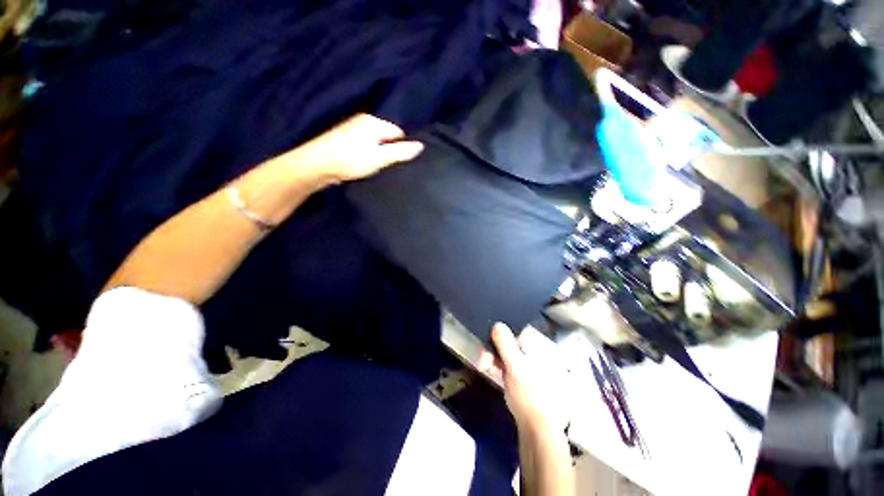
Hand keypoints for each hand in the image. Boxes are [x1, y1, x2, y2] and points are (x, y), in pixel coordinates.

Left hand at [292, 113, 423, 182]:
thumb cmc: (351, 160)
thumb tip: (421, 145)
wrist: (316, 165)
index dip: (401, 148)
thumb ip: (401, 152)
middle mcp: (364, 120)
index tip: (398, 162)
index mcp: (374, 122)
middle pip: (386, 136)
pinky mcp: (344, 138)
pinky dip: (367, 154)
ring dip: (378, 153)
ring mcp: (352, 128)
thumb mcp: (380, 158)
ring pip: (375, 141)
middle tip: (387, 166)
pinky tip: (363, 164)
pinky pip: (364, 144)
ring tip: (376, 167)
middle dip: (390, 150)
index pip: (398, 132)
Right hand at [480, 323, 570, 434]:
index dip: (499, 332)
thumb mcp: (515, 366)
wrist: (537, 426)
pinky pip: (507, 362)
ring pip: (506, 351)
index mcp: (535, 346)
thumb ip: (506, 345)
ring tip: (485, 365)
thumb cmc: (529, 393)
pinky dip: (498, 364)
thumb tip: (497, 323)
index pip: (515, 329)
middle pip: (509, 340)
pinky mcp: (522, 375)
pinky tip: (490, 369)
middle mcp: (532, 351)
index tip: (487, 339)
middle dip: (494, 346)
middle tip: (484, 357)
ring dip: (493, 355)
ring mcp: (528, 363)